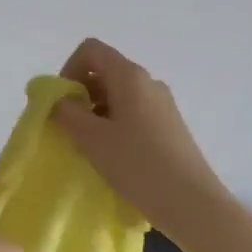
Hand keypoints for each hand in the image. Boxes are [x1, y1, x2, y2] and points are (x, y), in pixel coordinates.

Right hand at [50, 38, 230, 236]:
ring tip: (89, 147)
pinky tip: (112, 156)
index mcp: (129, 76)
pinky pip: (133, 113)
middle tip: (69, 128)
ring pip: (119, 95)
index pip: (91, 50)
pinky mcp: (169, 126)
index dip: (69, 69)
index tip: (63, 102)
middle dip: (80, 94)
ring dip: (96, 113)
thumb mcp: (91, 138)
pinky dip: (114, 125)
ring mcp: (162, 104)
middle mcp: (148, 82)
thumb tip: (60, 101)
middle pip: (105, 72)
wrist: (190, 202)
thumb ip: (67, 113)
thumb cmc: (137, 164)